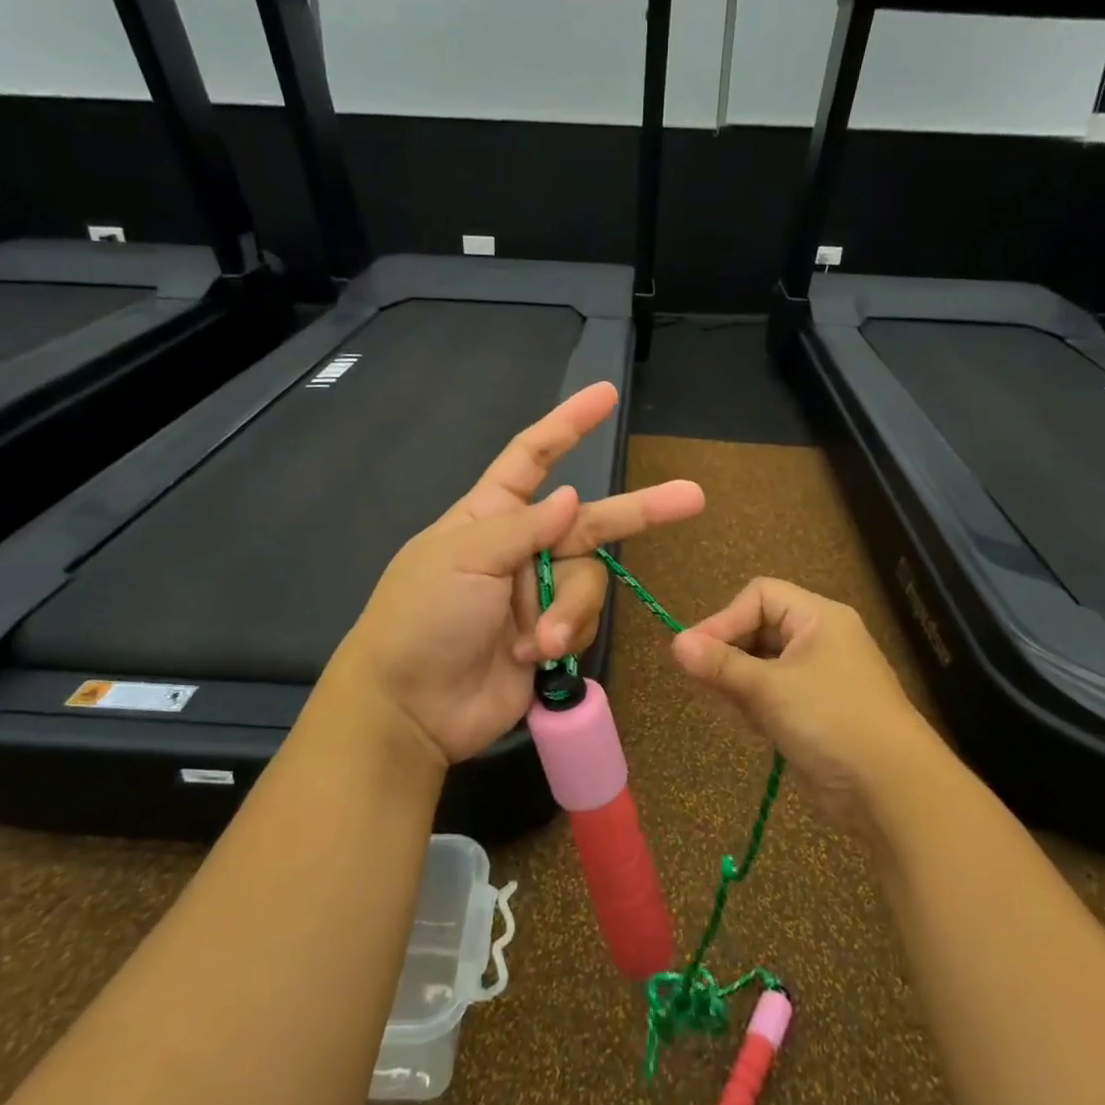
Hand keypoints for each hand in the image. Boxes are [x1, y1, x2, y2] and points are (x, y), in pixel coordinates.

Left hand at [326, 382, 704, 765]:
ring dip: (571, 609)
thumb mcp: (463, 557)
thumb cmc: (423, 618)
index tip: (605, 396)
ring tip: (542, 639)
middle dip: (639, 511)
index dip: (568, 424)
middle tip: (692, 497)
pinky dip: (568, 636)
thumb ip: (523, 526)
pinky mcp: (553, 636)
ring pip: (589, 581)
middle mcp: (521, 548)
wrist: (411, 708)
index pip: (532, 457)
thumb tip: (570, 497)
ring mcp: (538, 594)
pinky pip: (584, 622)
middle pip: (590, 520)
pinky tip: (536, 655)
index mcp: (490, 515)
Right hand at [670, 578, 939, 829]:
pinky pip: (774, 696)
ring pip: (763, 666)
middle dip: (728, 654)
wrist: (893, 790)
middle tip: (701, 682)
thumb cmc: (831, 720)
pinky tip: (745, 725)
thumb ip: (721, 665)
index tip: (694, 652)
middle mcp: (820, 640)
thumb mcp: (770, 688)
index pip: (760, 596)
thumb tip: (676, 643)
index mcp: (818, 618)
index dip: (725, 619)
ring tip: (721, 705)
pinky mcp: (816, 713)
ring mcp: (819, 678)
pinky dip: (755, 705)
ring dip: (737, 683)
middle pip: (759, 630)